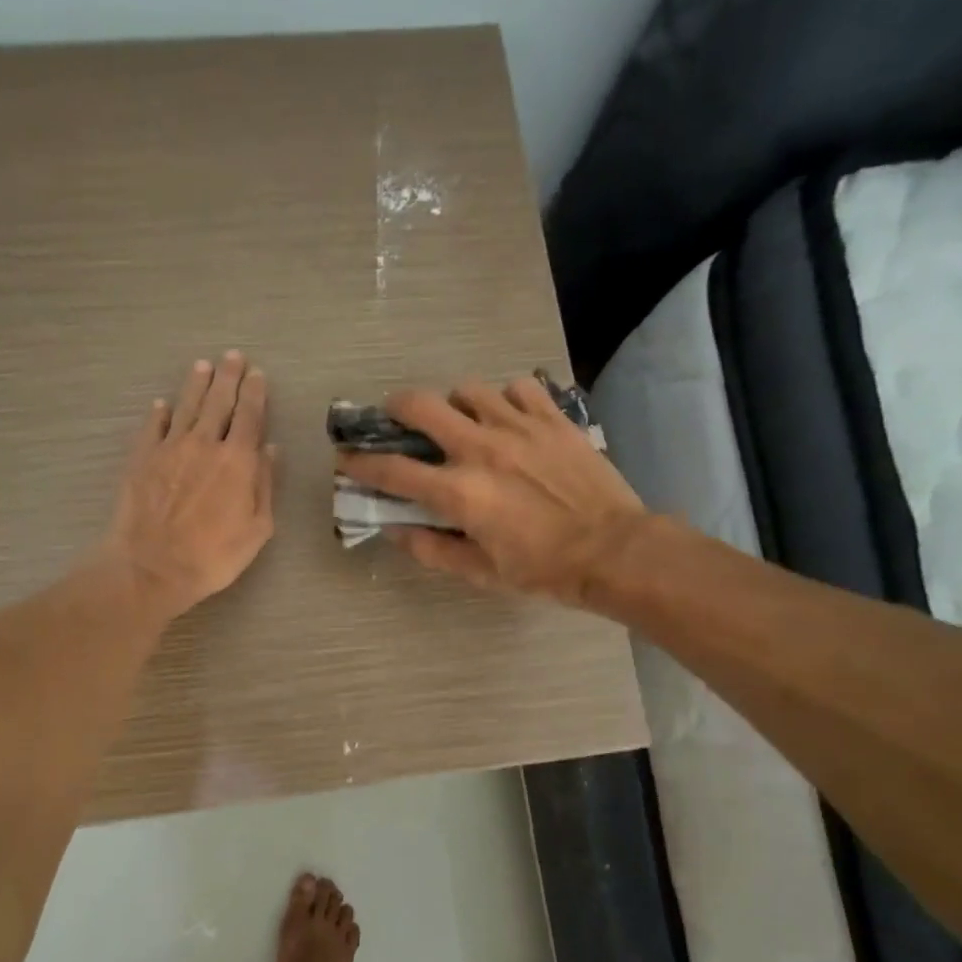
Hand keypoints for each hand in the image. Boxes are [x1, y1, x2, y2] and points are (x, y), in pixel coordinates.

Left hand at [104, 351, 275, 620]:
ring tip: (203, 366)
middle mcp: (204, 444)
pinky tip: (163, 404)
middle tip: (233, 357)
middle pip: (218, 402)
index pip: (249, 416)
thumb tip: (270, 449)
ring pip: (186, 406)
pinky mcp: (141, 459)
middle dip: (228, 377)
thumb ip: (264, 485)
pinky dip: (159, 413)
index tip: (257, 374)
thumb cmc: (212, 556)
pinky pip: (152, 427)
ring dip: (196, 385)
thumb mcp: (256, 529)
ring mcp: (169, 448)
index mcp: (237, 461)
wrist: (152, 567)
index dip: (255, 393)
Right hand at [335, 376, 647, 609]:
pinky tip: (508, 416)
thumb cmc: (543, 569)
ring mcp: (518, 426)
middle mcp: (480, 449)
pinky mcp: (552, 418)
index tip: (346, 459)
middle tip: (396, 416)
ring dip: (454, 402)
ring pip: (468, 389)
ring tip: (461, 417)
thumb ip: (431, 549)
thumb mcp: (480, 573)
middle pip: (420, 406)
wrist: (614, 550)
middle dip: (396, 407)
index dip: (361, 464)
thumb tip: (395, 530)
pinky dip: (505, 398)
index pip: (392, 470)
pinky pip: (518, 387)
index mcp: (458, 492)